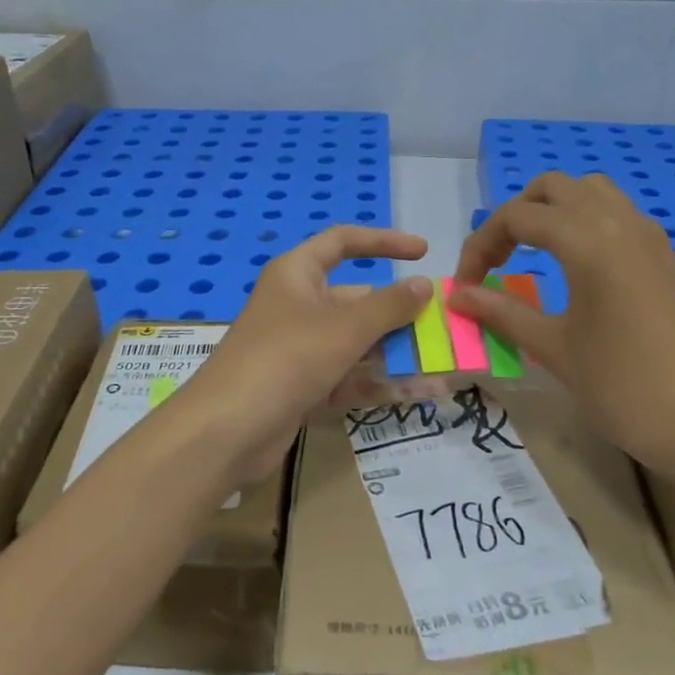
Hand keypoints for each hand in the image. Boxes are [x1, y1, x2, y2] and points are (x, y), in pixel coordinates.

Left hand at [177, 226, 432, 484]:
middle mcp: (298, 306)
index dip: (383, 242)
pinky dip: (381, 383)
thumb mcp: (343, 328)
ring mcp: (300, 350)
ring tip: (449, 367)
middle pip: (358, 301)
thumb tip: (424, 285)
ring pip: (358, 344)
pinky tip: (423, 393)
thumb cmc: (285, 359)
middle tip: (446, 328)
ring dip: (399, 355)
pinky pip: (350, 377)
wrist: (225, 432)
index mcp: (297, 274)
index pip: (343, 243)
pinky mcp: (303, 388)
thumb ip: (389, 306)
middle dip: (401, 315)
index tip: (424, 252)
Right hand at [447, 172, 674, 486]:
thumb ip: (502, 313)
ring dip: (552, 211)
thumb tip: (457, 296)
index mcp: (588, 240)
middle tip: (496, 262)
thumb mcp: (553, 348)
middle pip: (553, 188)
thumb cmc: (623, 387)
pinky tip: (573, 267)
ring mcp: (648, 236)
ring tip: (530, 255)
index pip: (517, 217)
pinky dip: (583, 222)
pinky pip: (615, 214)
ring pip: (589, 192)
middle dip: (515, 216)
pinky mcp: (663, 256)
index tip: (466, 286)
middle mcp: (619, 222)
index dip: (481, 245)